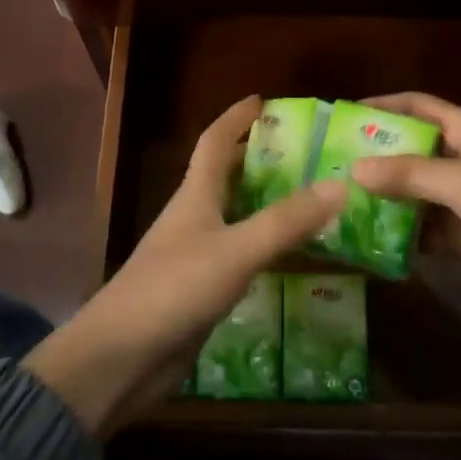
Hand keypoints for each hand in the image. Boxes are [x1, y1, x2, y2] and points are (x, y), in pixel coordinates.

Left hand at [25, 97, 346, 433]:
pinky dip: (265, 246)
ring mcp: (195, 255)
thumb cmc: (173, 290)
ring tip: (311, 199)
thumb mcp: (235, 251)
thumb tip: (340, 184)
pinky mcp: (200, 291)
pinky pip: (240, 255)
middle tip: (306, 154)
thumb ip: (285, 221)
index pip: (214, 141)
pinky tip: (292, 256)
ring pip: (236, 216)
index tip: (264, 100)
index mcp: (195, 196)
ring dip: (267, 203)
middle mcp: (194, 218)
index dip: (236, 118)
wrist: (120, 359)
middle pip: (227, 176)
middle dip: (260, 159)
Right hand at [349, 93, 460, 318]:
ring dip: (386, 199)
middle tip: (332, 165)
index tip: (345, 114)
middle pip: (412, 151)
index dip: (384, 105)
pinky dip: (403, 235)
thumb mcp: (456, 178)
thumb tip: (353, 170)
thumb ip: (405, 174)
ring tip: (341, 205)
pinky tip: (371, 241)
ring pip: (416, 194)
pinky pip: (427, 231)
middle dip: (376, 158)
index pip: (419, 106)